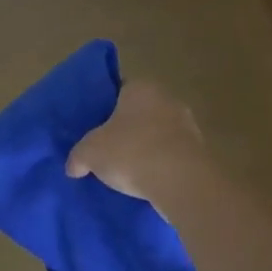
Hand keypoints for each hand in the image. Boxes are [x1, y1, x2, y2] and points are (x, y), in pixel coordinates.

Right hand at [66, 79, 204, 202]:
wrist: (179, 182)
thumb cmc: (131, 152)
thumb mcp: (90, 153)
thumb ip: (78, 156)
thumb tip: (73, 166)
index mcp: (141, 88)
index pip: (119, 90)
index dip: (105, 108)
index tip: (94, 127)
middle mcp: (168, 100)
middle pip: (140, 113)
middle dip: (125, 130)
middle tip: (106, 150)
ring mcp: (188, 126)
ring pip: (157, 135)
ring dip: (144, 149)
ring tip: (126, 171)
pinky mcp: (198, 153)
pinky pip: (171, 156)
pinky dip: (159, 166)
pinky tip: (146, 182)